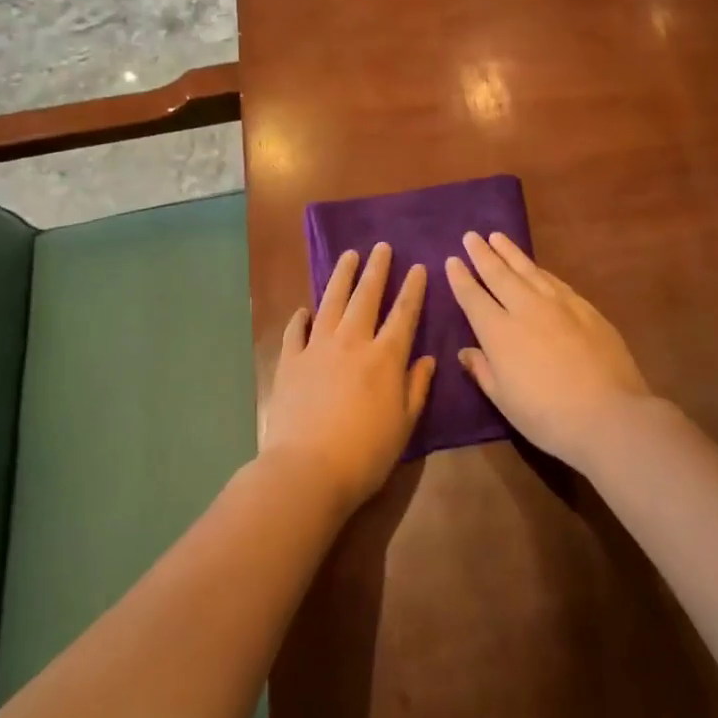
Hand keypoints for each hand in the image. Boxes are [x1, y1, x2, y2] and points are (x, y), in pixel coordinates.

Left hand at [260, 243, 433, 511]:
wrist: (306, 470)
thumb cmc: (365, 453)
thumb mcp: (404, 424)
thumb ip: (416, 387)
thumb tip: (427, 358)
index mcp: (385, 357)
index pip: (404, 313)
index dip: (413, 289)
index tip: (418, 267)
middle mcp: (352, 341)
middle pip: (366, 296)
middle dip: (377, 269)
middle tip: (381, 247)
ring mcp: (317, 348)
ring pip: (331, 301)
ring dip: (342, 277)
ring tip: (349, 256)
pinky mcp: (290, 361)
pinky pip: (296, 331)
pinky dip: (301, 317)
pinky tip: (304, 309)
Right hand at [445, 232, 654, 471]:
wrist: (609, 415)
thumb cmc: (548, 417)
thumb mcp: (504, 400)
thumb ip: (483, 370)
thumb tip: (466, 351)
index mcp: (499, 332)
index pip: (473, 297)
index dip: (461, 278)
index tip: (452, 260)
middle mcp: (526, 309)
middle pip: (499, 275)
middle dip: (483, 254)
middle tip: (471, 236)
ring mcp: (559, 304)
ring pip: (528, 270)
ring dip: (510, 253)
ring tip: (498, 237)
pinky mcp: (585, 308)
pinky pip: (555, 281)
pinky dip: (540, 270)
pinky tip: (536, 267)